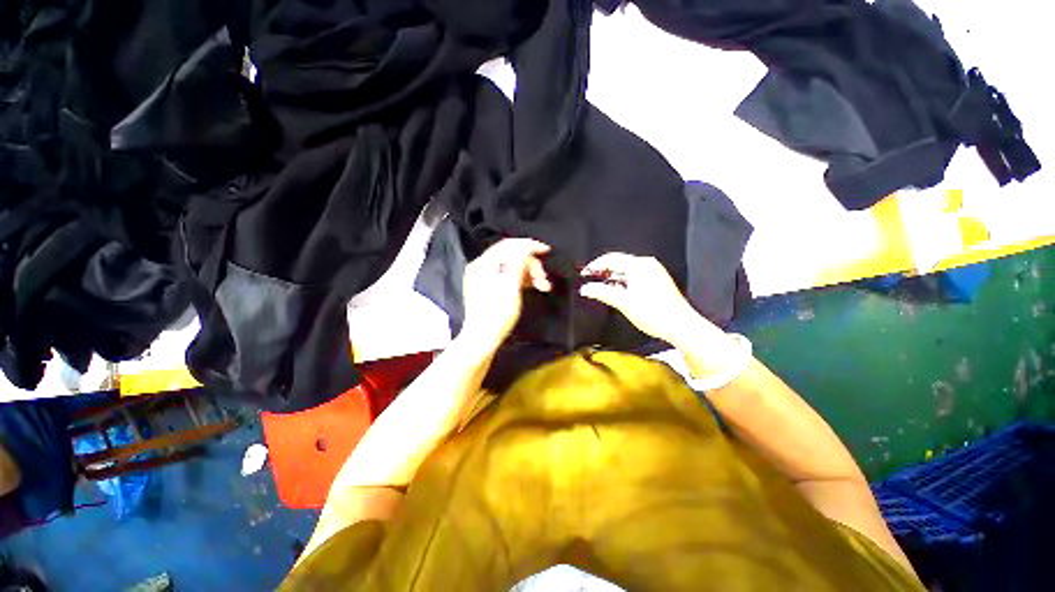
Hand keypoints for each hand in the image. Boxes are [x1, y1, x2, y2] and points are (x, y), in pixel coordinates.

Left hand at [460, 238, 551, 348]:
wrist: (482, 339)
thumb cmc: (497, 314)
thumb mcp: (510, 286)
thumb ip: (518, 262)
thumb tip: (527, 245)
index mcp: (484, 264)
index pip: (509, 245)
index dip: (529, 245)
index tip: (546, 251)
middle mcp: (481, 267)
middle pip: (511, 256)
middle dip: (531, 264)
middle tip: (544, 278)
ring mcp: (484, 278)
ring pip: (511, 267)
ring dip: (529, 273)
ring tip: (543, 285)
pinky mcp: (489, 289)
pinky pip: (508, 277)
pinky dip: (521, 280)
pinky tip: (533, 286)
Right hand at [579, 252, 715, 346]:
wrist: (681, 326)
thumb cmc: (653, 313)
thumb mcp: (623, 302)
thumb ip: (602, 293)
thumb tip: (585, 288)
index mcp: (639, 265)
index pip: (611, 258)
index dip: (595, 266)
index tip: (584, 275)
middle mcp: (647, 264)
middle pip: (619, 263)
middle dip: (604, 272)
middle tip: (591, 282)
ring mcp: (654, 272)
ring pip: (627, 270)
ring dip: (613, 278)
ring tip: (602, 289)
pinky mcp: (658, 281)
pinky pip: (635, 276)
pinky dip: (624, 282)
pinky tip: (619, 292)